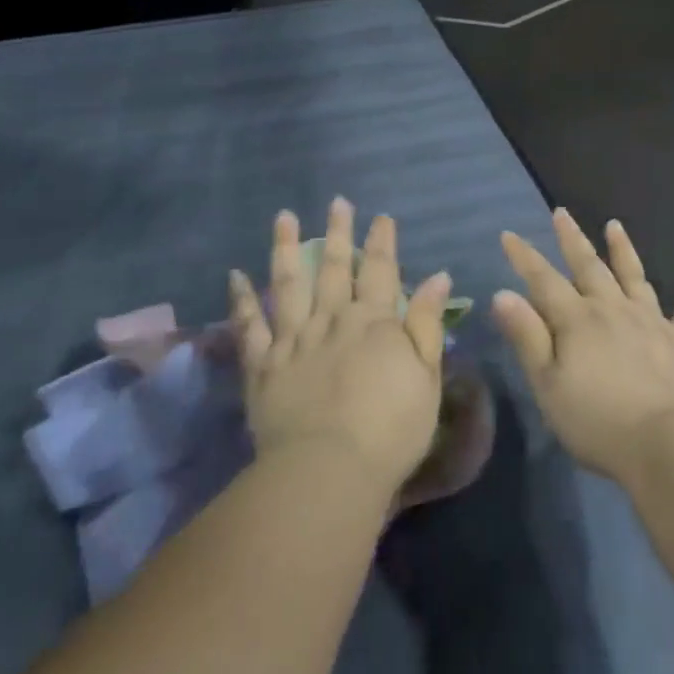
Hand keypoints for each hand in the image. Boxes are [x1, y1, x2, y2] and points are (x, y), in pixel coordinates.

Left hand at [230, 200, 453, 496]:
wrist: (329, 470)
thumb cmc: (390, 428)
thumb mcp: (426, 376)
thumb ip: (426, 323)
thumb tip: (438, 276)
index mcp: (373, 321)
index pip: (380, 270)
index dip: (382, 241)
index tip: (381, 216)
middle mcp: (331, 319)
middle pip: (333, 267)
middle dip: (337, 233)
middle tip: (337, 203)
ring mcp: (293, 339)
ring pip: (288, 283)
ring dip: (285, 247)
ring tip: (284, 217)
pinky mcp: (263, 366)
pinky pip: (249, 326)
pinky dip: (241, 300)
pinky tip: (234, 275)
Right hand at [492, 210, 673, 484]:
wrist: (667, 445)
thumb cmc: (598, 421)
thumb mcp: (548, 385)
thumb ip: (527, 337)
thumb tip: (502, 294)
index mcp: (577, 320)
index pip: (544, 280)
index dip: (524, 257)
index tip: (509, 234)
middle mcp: (613, 309)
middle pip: (589, 266)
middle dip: (572, 239)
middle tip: (561, 212)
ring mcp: (651, 322)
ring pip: (634, 276)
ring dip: (623, 250)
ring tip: (614, 226)